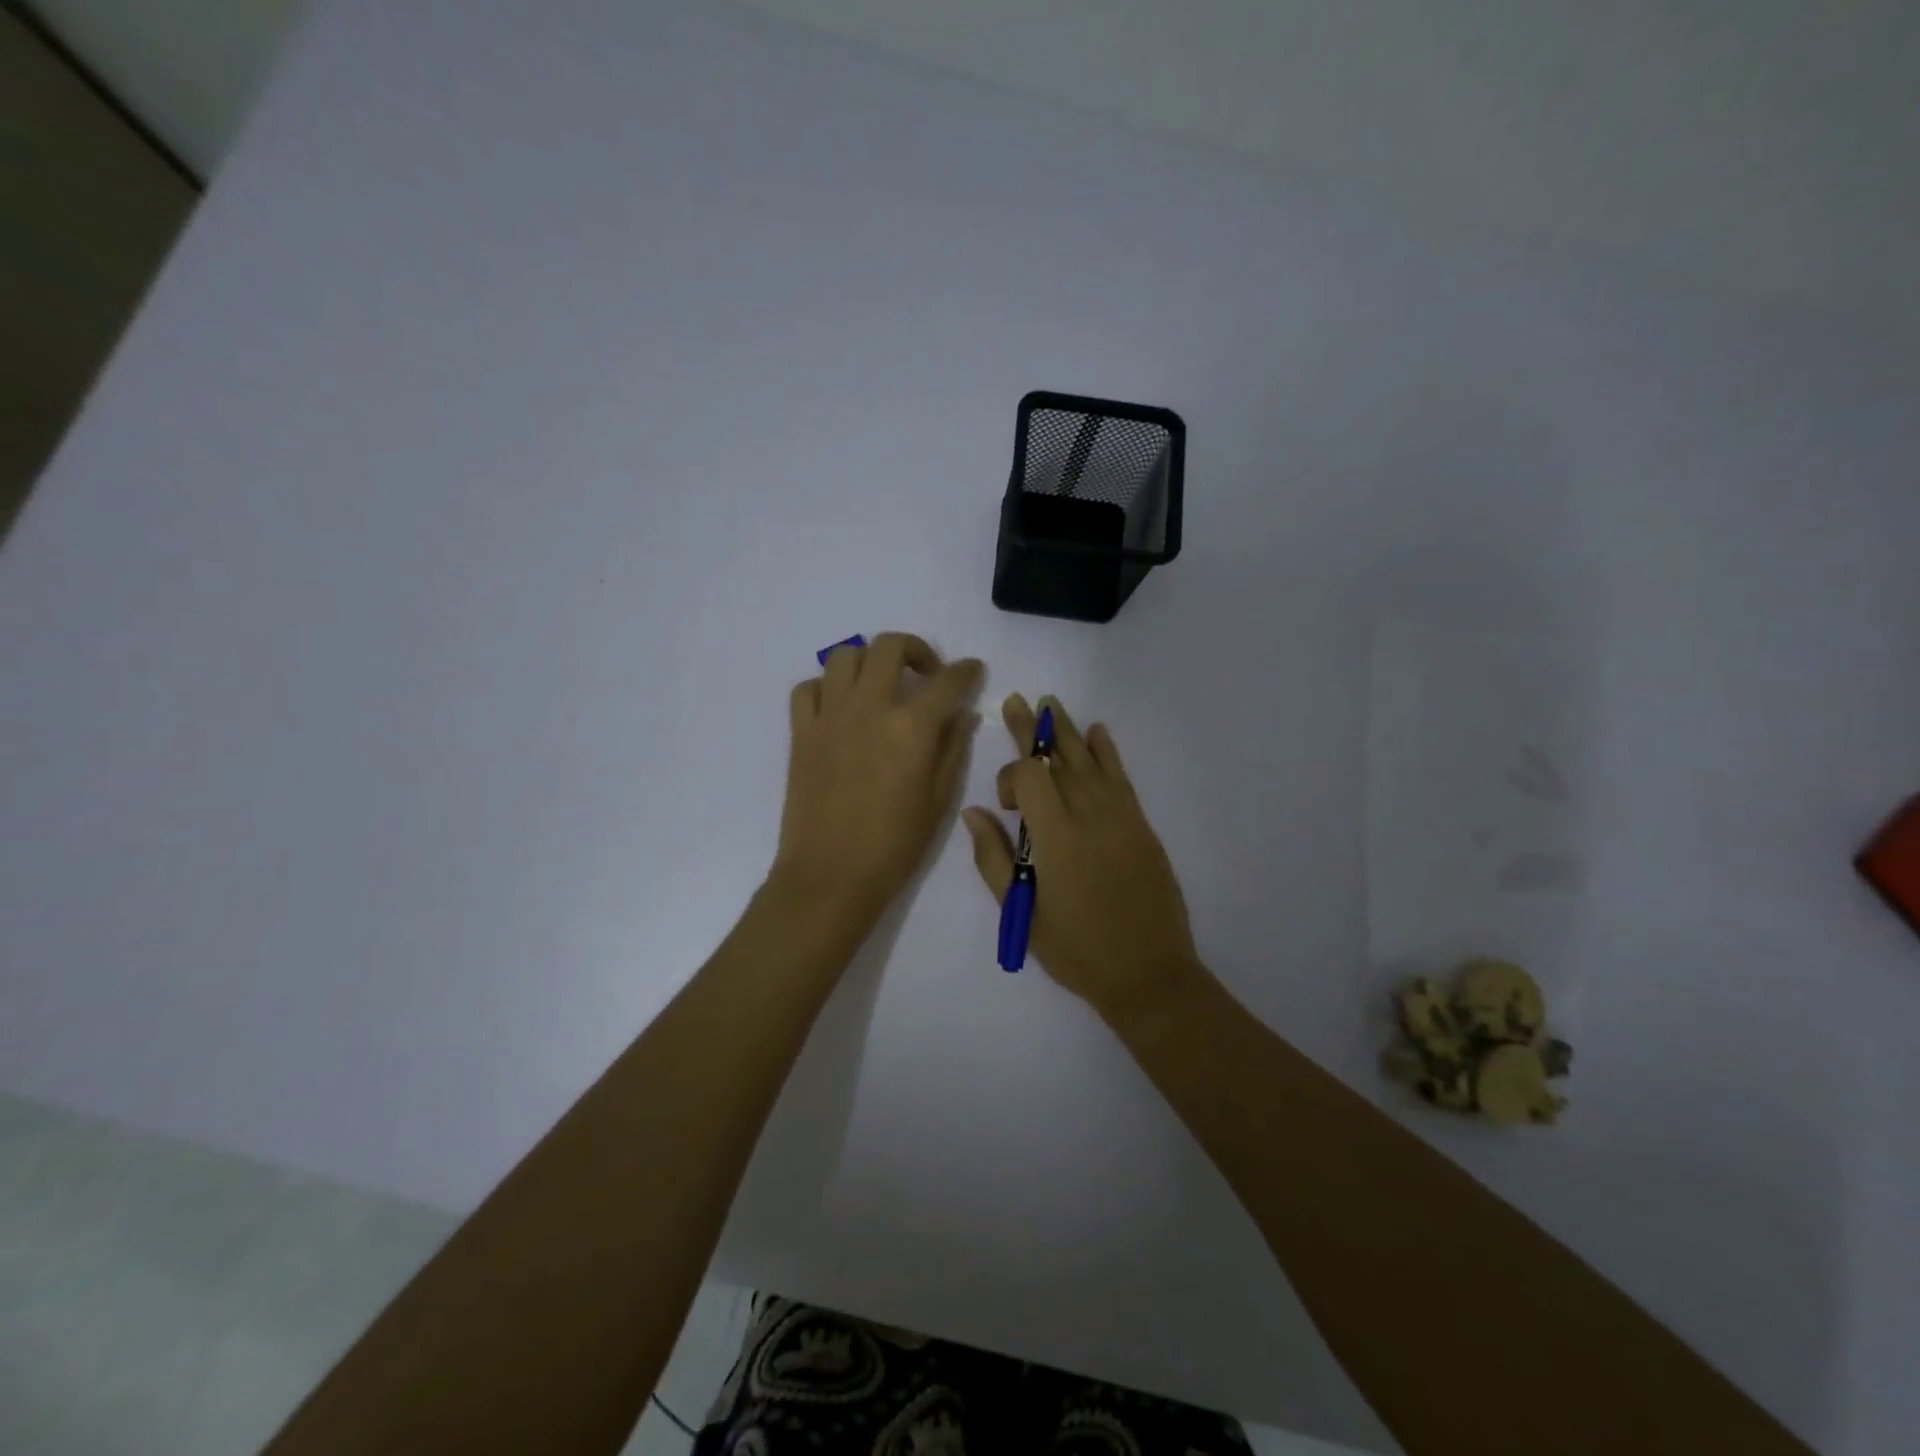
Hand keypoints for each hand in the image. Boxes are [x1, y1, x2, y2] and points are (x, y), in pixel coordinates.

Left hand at [772, 633, 984, 930]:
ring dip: (869, 661)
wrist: (830, 877)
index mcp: (911, 727)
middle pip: (890, 646)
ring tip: (881, 686)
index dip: (966, 671)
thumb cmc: (894, 846)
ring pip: (844, 655)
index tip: (971, 671)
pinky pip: (808, 688)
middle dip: (916, 649)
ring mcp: (829, 717)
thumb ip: (952, 748)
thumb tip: (962, 714)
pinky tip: (841, 708)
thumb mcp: (939, 800)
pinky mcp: (801, 733)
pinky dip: (827, 687)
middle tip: (926, 674)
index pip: (947, 681)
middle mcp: (869, 708)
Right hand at [961, 694, 1201, 1021]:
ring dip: (1068, 731)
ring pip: (1089, 761)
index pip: (1031, 775)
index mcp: (1056, 838)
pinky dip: (1108, 752)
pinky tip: (1097, 732)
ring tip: (1051, 704)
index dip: (1011, 775)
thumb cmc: (1076, 950)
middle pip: (1058, 757)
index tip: (1006, 806)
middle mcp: (1090, 815)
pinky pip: (1122, 777)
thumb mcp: (1022, 913)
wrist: (1149, 973)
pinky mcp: (1141, 825)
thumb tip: (973, 812)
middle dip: (1035, 729)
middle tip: (1018, 701)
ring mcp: (1121, 817)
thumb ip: (993, 859)